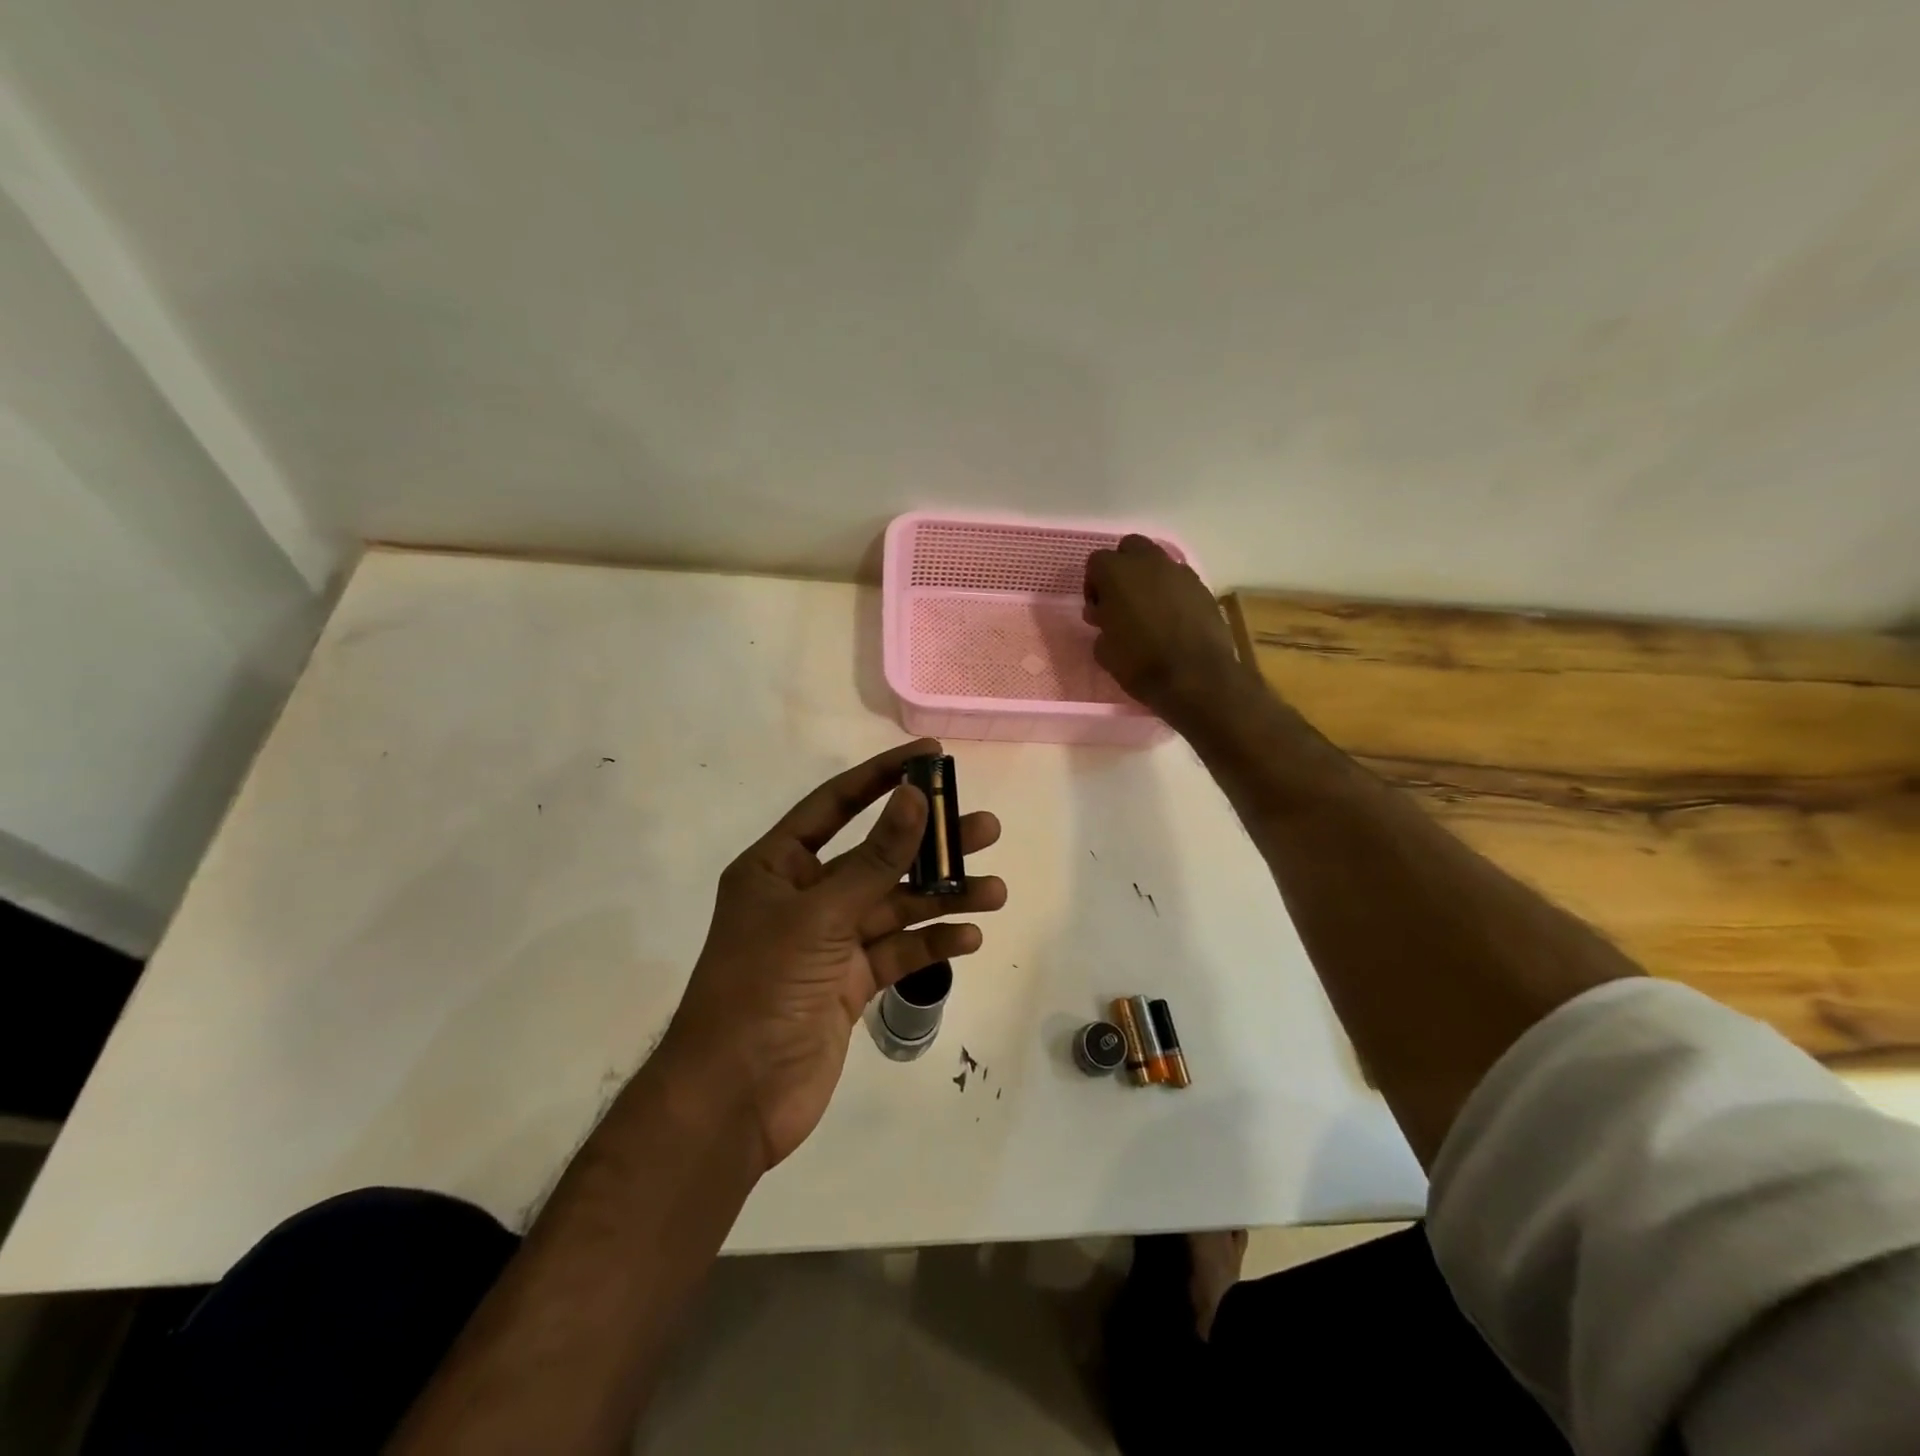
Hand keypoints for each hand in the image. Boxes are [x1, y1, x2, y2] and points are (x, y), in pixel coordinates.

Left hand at [659, 739, 1005, 1171]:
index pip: (836, 803)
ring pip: (895, 907)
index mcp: (778, 866)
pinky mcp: (849, 983)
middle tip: (984, 828)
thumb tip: (916, 798)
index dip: (883, 776)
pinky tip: (969, 937)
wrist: (734, 1100)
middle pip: (877, 856)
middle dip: (929, 843)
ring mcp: (829, 942)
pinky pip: (898, 952)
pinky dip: (931, 944)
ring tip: (994, 891)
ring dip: (942, 898)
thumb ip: (875, 860)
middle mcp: (805, 896)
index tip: (932, 756)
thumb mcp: (821, 916)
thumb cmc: (762, 989)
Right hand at [1084, 535, 1244, 718]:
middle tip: (1121, 601)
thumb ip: (1101, 624)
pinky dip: (1171, 594)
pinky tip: (1172, 621)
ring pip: (1157, 562)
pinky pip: (1179, 581)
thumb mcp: (1104, 651)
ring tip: (1148, 612)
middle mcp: (1149, 562)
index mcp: (1117, 573)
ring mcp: (1180, 572)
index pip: (1096, 562)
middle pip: (1130, 548)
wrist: (1195, 677)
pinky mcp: (1202, 587)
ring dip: (1149, 580)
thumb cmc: (1140, 663)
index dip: (1093, 585)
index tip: (1097, 611)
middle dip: (1123, 569)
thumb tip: (1106, 616)